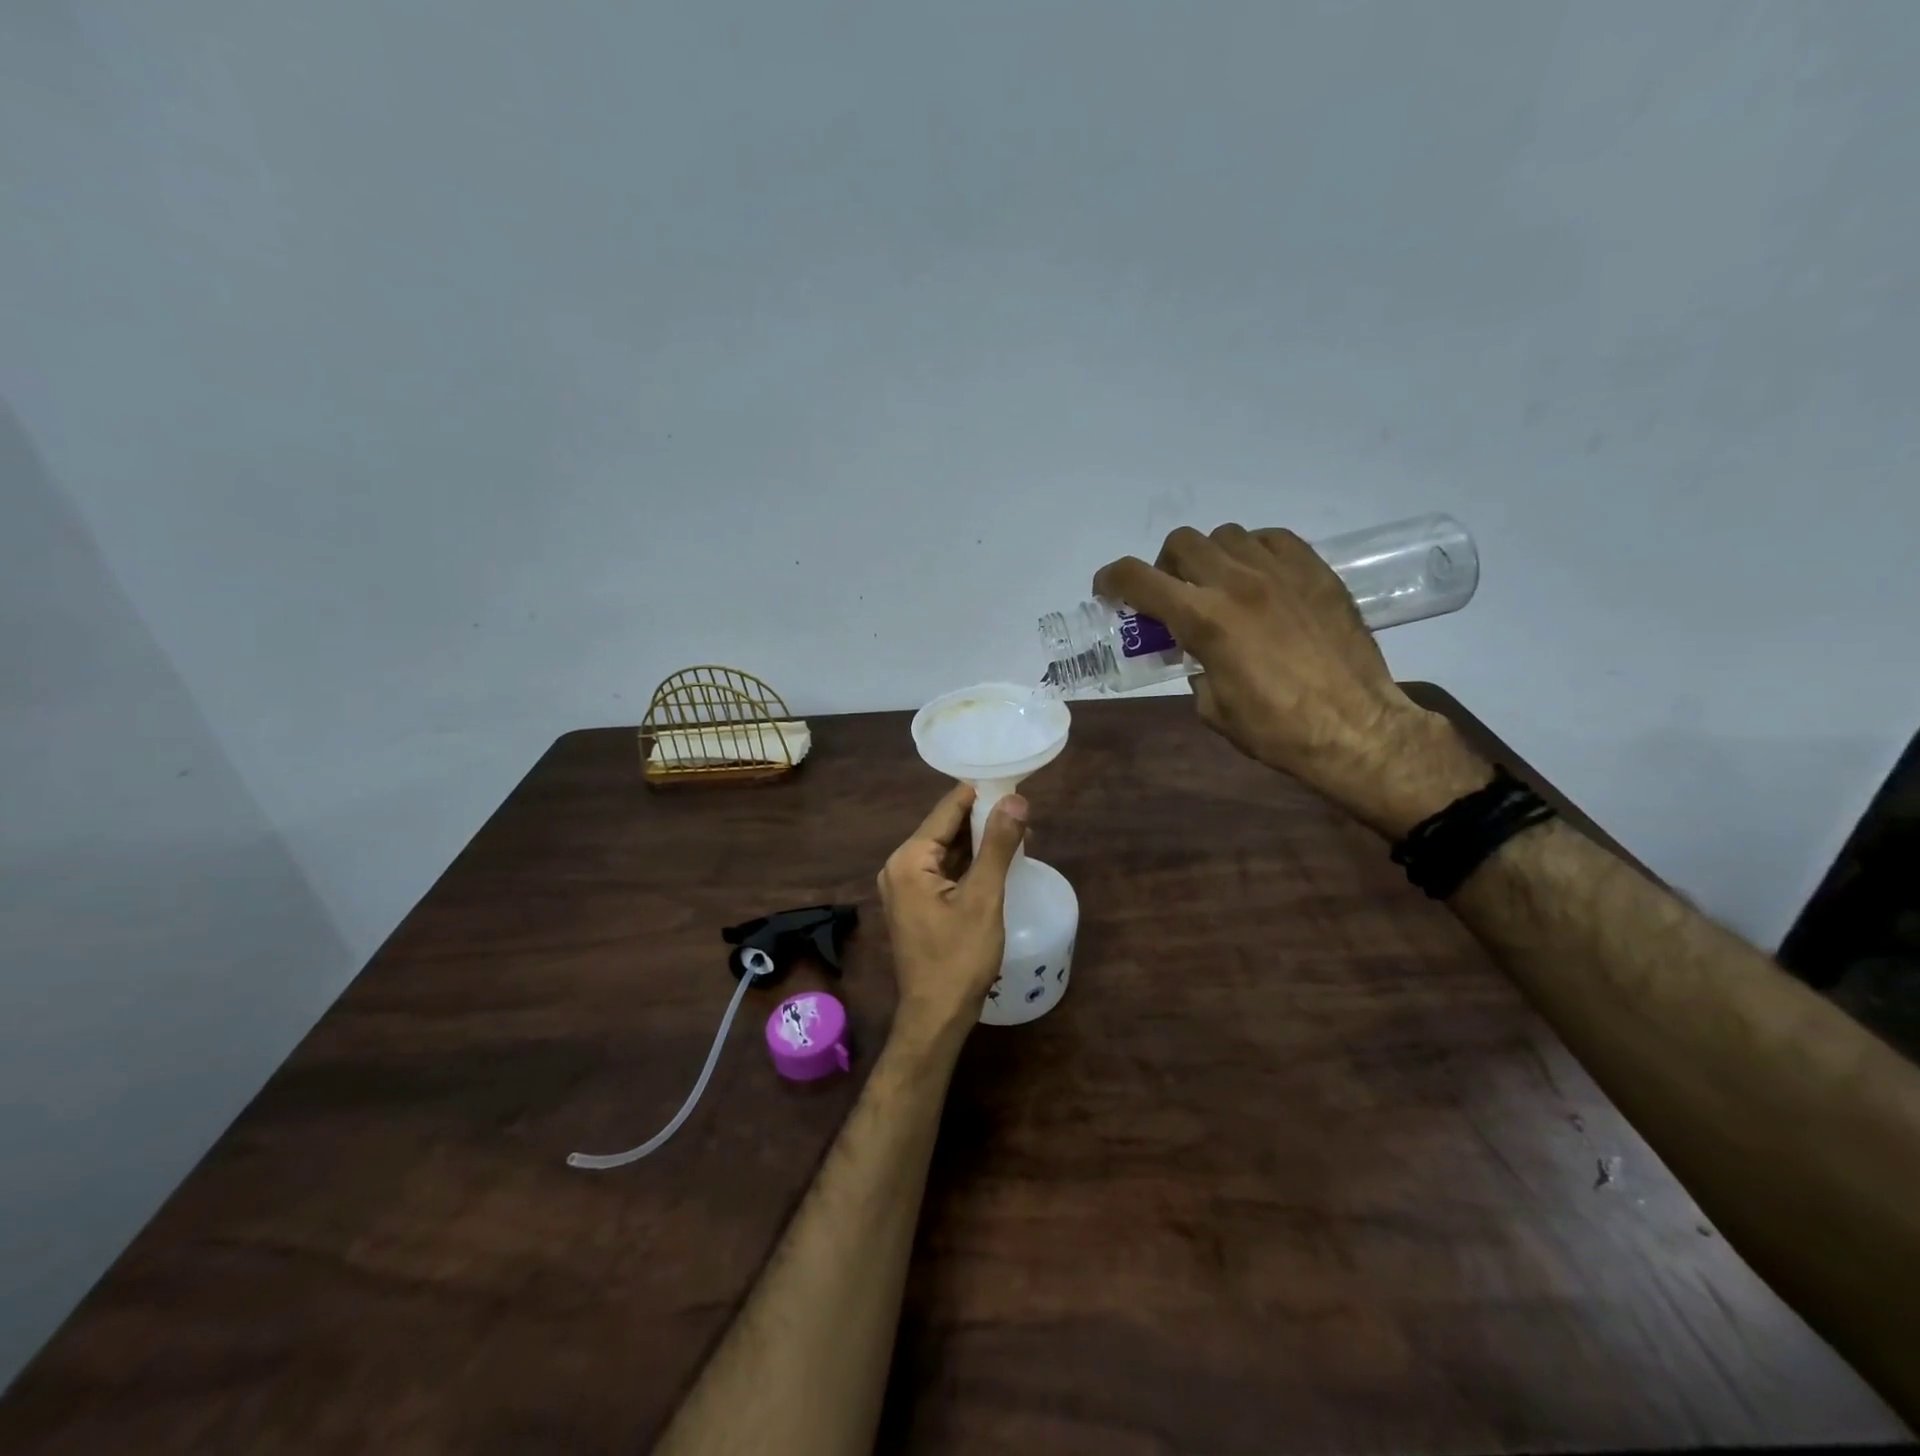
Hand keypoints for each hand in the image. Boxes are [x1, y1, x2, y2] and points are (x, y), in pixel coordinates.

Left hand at [877, 783, 1026, 1049]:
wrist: (936, 1016)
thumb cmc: (959, 958)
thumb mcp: (984, 898)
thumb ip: (998, 845)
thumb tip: (1015, 800)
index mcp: (909, 859)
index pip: (946, 811)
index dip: (979, 794)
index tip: (1011, 781)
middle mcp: (899, 867)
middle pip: (945, 829)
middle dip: (982, 819)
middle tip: (1022, 809)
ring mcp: (905, 887)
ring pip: (946, 851)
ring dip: (978, 842)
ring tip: (1018, 830)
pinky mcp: (916, 904)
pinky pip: (944, 871)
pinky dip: (969, 864)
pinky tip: (996, 860)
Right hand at [1094, 524, 1471, 829]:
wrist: (1355, 727)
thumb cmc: (1275, 729)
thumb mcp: (1211, 707)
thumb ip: (1194, 667)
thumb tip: (1197, 653)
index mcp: (1203, 619)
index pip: (1137, 578)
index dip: (1111, 580)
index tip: (1108, 591)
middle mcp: (1236, 582)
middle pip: (1180, 543)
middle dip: (1164, 566)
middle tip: (1172, 596)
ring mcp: (1280, 571)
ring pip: (1225, 536)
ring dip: (1209, 557)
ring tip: (1219, 587)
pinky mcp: (1316, 571)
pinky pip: (1271, 539)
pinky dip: (1252, 552)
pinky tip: (1259, 580)